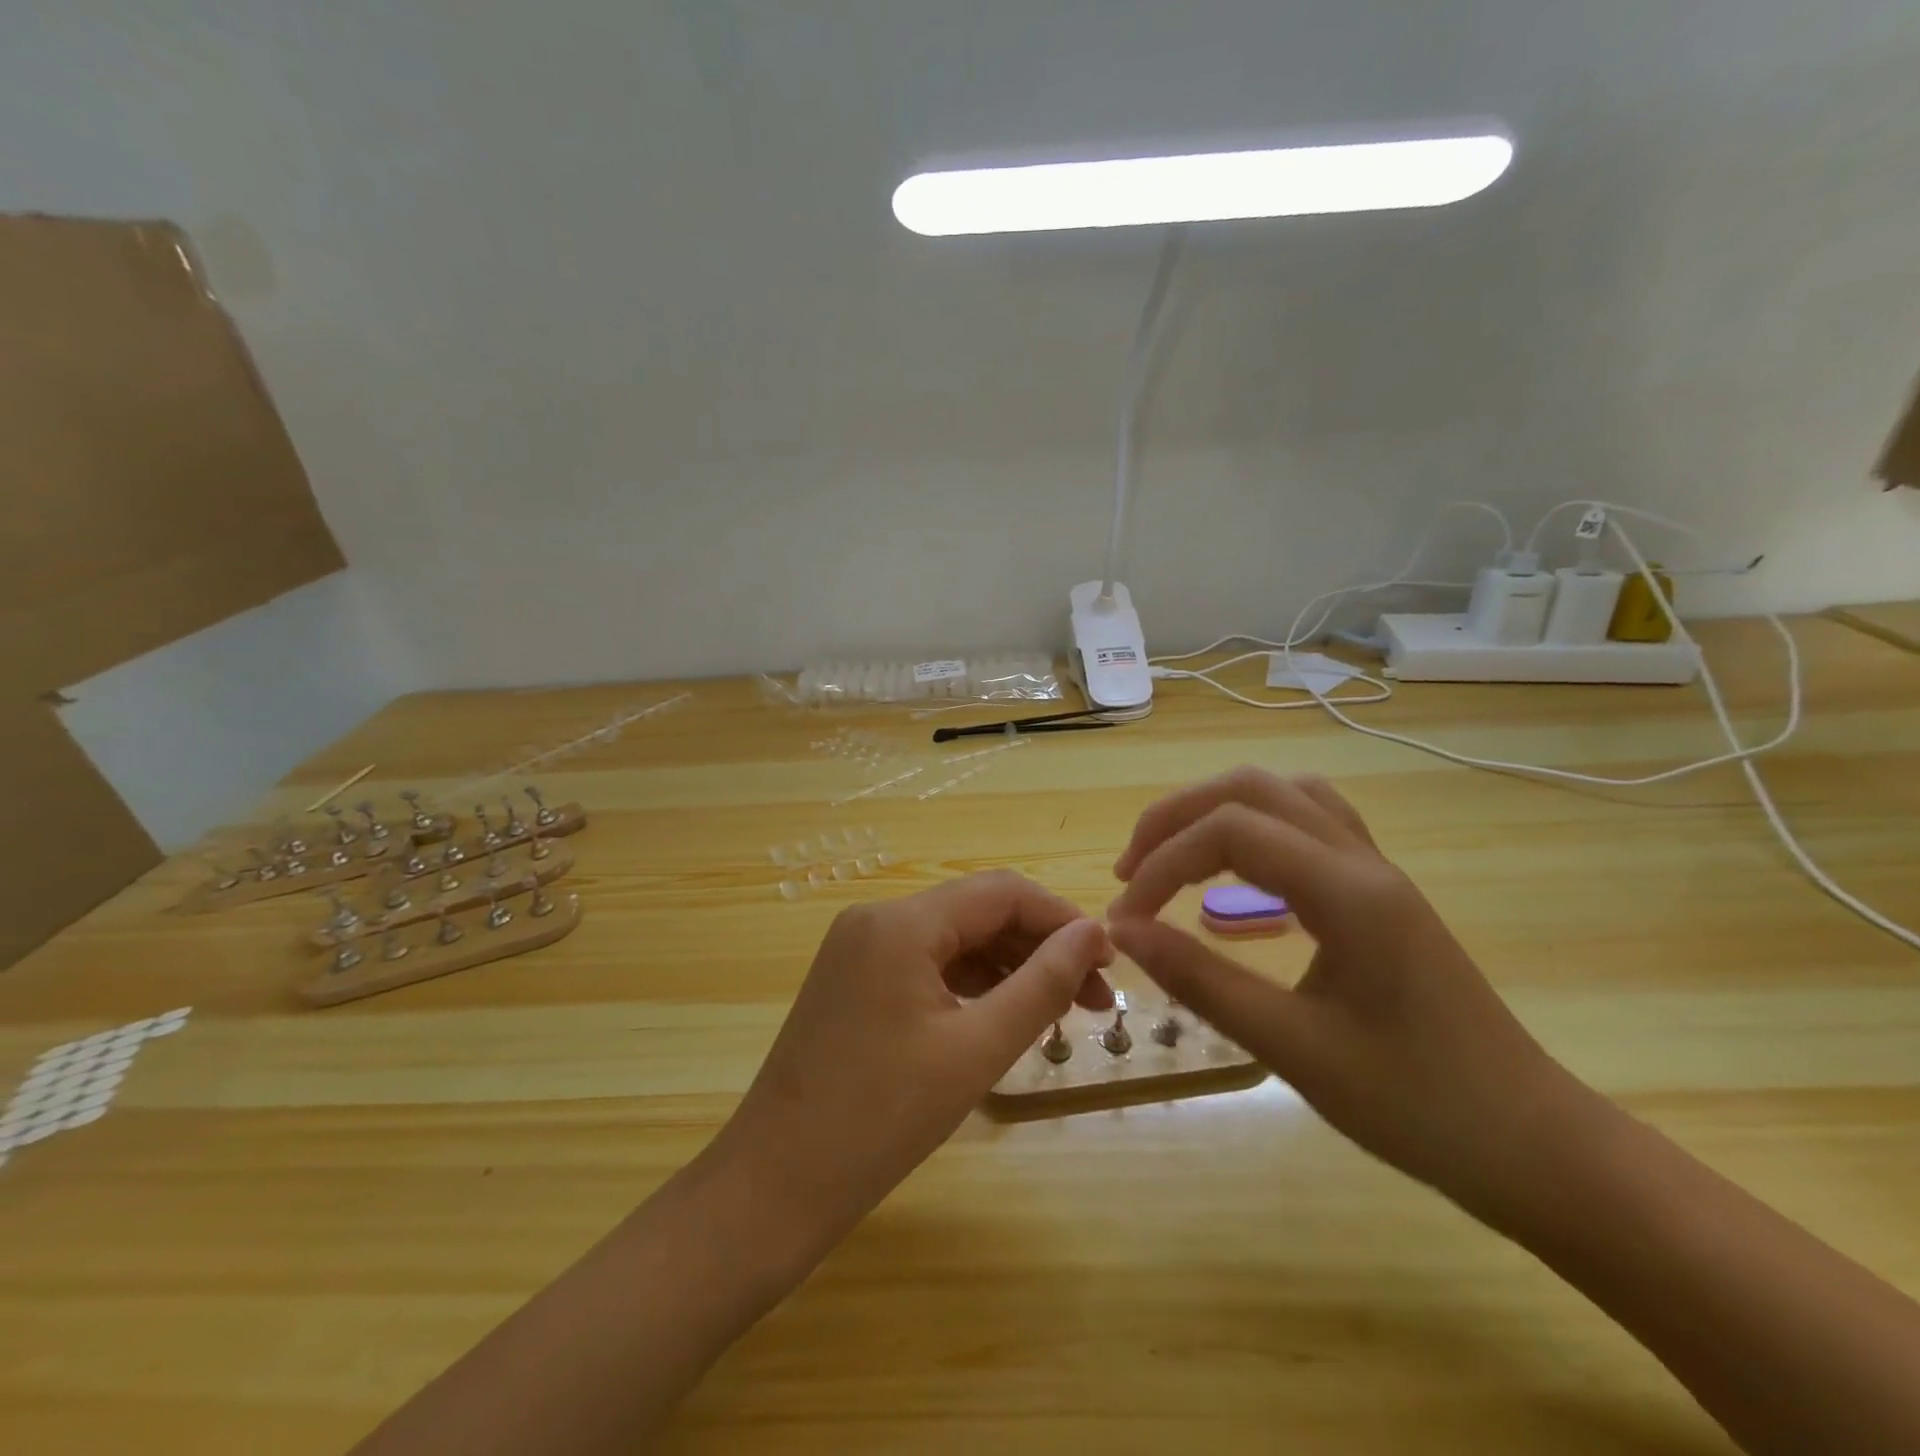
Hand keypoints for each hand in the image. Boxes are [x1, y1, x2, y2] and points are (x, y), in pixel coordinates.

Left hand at [709, 872, 1113, 1247]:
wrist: (774, 1186)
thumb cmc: (881, 1120)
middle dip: (1040, 947)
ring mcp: (858, 949)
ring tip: (1060, 1013)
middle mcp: (876, 919)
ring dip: (1008, 967)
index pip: (1001, 892)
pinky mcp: (853, 980)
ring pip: (953, 940)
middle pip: (977, 912)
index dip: (1062, 918)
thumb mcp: (975, 1050)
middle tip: (1095, 998)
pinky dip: (970, 984)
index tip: (1109, 960)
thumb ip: (1041, 984)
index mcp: (901, 922)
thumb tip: (1091, 934)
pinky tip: (1003, 1016)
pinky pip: (925, 965)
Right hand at [1106, 768, 1585, 1210]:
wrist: (1533, 1144)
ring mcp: (1376, 869)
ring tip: (1171, 855)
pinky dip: (1252, 826)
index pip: (1228, 831)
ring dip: (1214, 810)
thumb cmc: (1417, 1106)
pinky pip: (1307, 822)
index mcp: (1348, 891)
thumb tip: (1123, 931)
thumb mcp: (1293, 1048)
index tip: (1125, 919)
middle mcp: (1362, 860)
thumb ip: (1200, 980)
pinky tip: (1234, 868)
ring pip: (1282, 793)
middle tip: (1131, 871)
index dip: (1162, 863)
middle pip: (1250, 789)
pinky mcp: (1379, 890)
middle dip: (1175, 818)